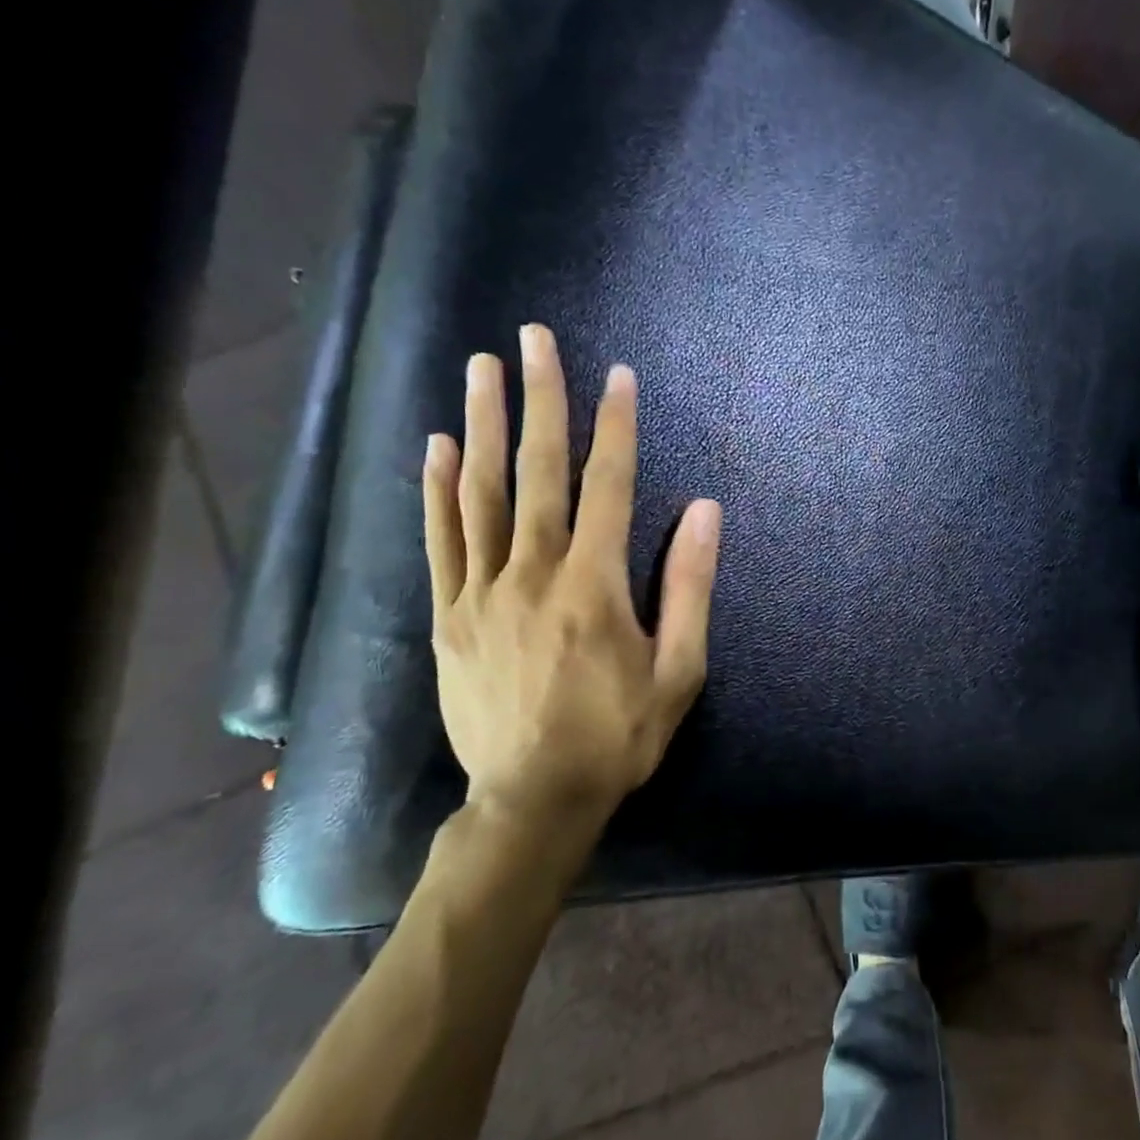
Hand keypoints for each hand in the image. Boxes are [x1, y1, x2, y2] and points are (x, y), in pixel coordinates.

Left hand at [422, 324, 721, 847]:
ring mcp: (482, 592)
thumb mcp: (678, 670)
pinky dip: (437, 490)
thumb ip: (688, 587)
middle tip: (533, 340)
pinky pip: (441, 540)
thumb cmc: (618, 735)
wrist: (534, 799)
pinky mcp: (449, 616)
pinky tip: (438, 447)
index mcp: (593, 585)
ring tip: (480, 369)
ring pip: (482, 494)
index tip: (618, 375)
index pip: (607, 486)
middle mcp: (533, 573)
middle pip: (538, 472)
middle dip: (541, 400)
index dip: (615, 427)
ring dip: (484, 425)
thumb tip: (702, 511)